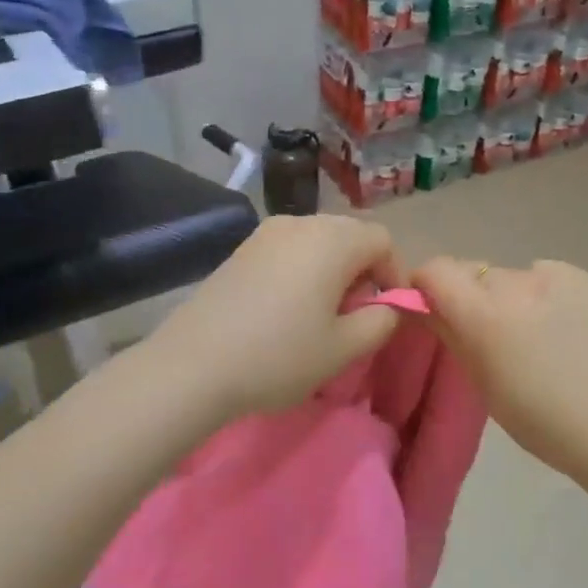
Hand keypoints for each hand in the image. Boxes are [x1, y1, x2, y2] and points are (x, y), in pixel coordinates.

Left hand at [149, 214, 406, 420]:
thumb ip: (381, 321)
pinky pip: (288, 250)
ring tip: (319, 315)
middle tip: (353, 316)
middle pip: (350, 235)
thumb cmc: (279, 356)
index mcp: (333, 239)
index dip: (394, 274)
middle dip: (363, 271)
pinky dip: (302, 270)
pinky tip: (286, 309)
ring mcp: (266, 233)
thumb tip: (388, 306)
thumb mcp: (344, 348)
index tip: (385, 312)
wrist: (193, 365)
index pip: (382, 240)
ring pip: (318, 242)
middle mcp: (301, 222)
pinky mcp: (241, 249)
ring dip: (332, 271)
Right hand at [414, 257, 587, 484]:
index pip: (436, 270)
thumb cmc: (543, 422)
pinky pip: (554, 279)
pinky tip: (571, 330)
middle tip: (494, 335)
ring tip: (541, 335)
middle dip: (475, 298)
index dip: (427, 285)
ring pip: (517, 277)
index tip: (433, 308)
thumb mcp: (484, 384)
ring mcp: (561, 277)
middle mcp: (519, 283)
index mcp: (485, 313)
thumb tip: (426, 307)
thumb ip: (451, 334)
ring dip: (515, 298)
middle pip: (477, 275)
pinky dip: (550, 297)